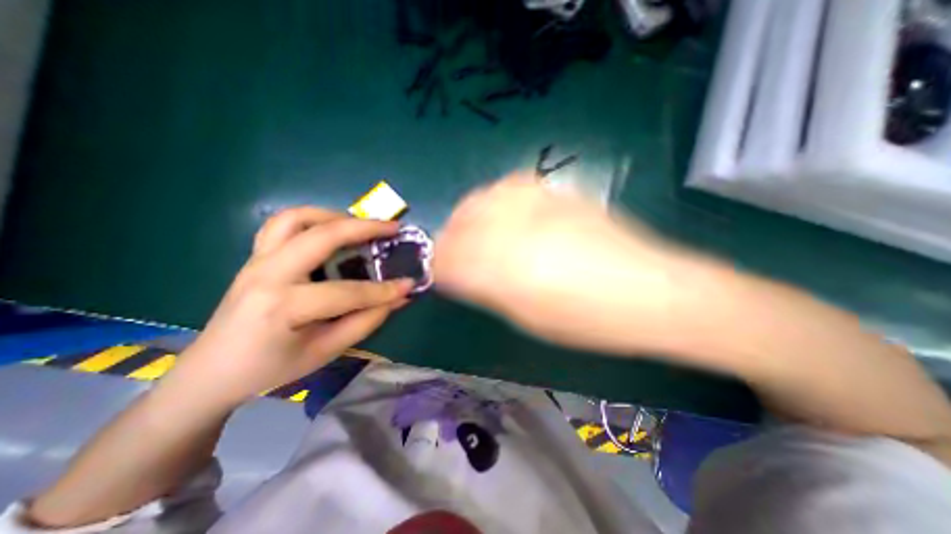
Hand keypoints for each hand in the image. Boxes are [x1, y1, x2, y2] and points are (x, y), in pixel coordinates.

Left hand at [161, 208, 412, 408]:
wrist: (209, 373)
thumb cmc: (269, 369)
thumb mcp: (325, 351)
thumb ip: (365, 321)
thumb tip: (398, 298)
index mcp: (282, 306)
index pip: (347, 292)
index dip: (384, 290)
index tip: (410, 284)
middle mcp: (267, 273)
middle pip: (322, 236)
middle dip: (364, 228)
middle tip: (393, 228)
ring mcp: (256, 260)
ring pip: (297, 218)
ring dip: (334, 216)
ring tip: (361, 225)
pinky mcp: (255, 257)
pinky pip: (282, 224)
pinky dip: (312, 219)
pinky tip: (330, 231)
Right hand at [433, 172, 695, 351]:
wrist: (650, 292)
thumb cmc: (587, 321)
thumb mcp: (527, 317)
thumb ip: (488, 290)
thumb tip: (462, 275)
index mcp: (504, 270)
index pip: (450, 258)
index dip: (440, 265)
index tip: (440, 272)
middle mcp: (513, 230)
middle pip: (461, 223)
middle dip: (450, 238)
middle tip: (454, 252)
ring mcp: (537, 206)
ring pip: (481, 198)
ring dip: (469, 215)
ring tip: (475, 230)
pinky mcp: (558, 194)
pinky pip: (511, 185)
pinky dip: (496, 198)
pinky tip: (504, 210)